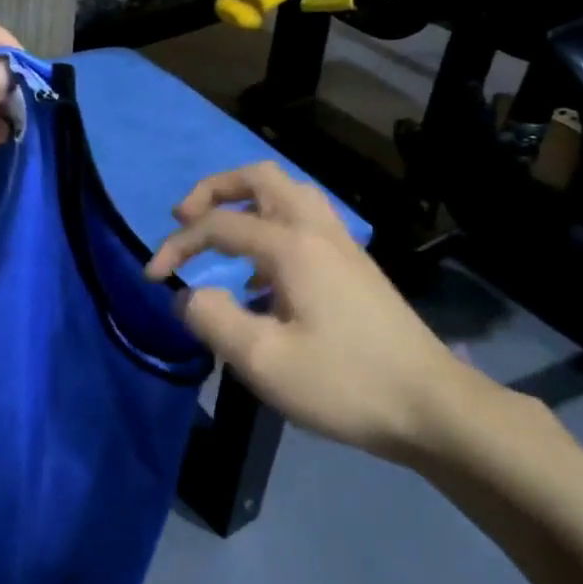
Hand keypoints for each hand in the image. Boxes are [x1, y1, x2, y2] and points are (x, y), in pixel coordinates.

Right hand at [144, 162, 498, 461]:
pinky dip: (271, 227)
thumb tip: (187, 296)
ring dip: (246, 202)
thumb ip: (212, 320)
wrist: (431, 406)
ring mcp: (342, 245)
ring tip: (221, 237)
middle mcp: (317, 230)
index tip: (151, 276)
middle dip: (214, 189)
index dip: (177, 244)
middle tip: (184, 218)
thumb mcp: (263, 361)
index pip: (219, 224)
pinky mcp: (354, 266)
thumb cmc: (344, 383)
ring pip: (288, 193)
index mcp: (292, 246)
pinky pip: (304, 221)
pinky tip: (261, 277)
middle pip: (260, 177)